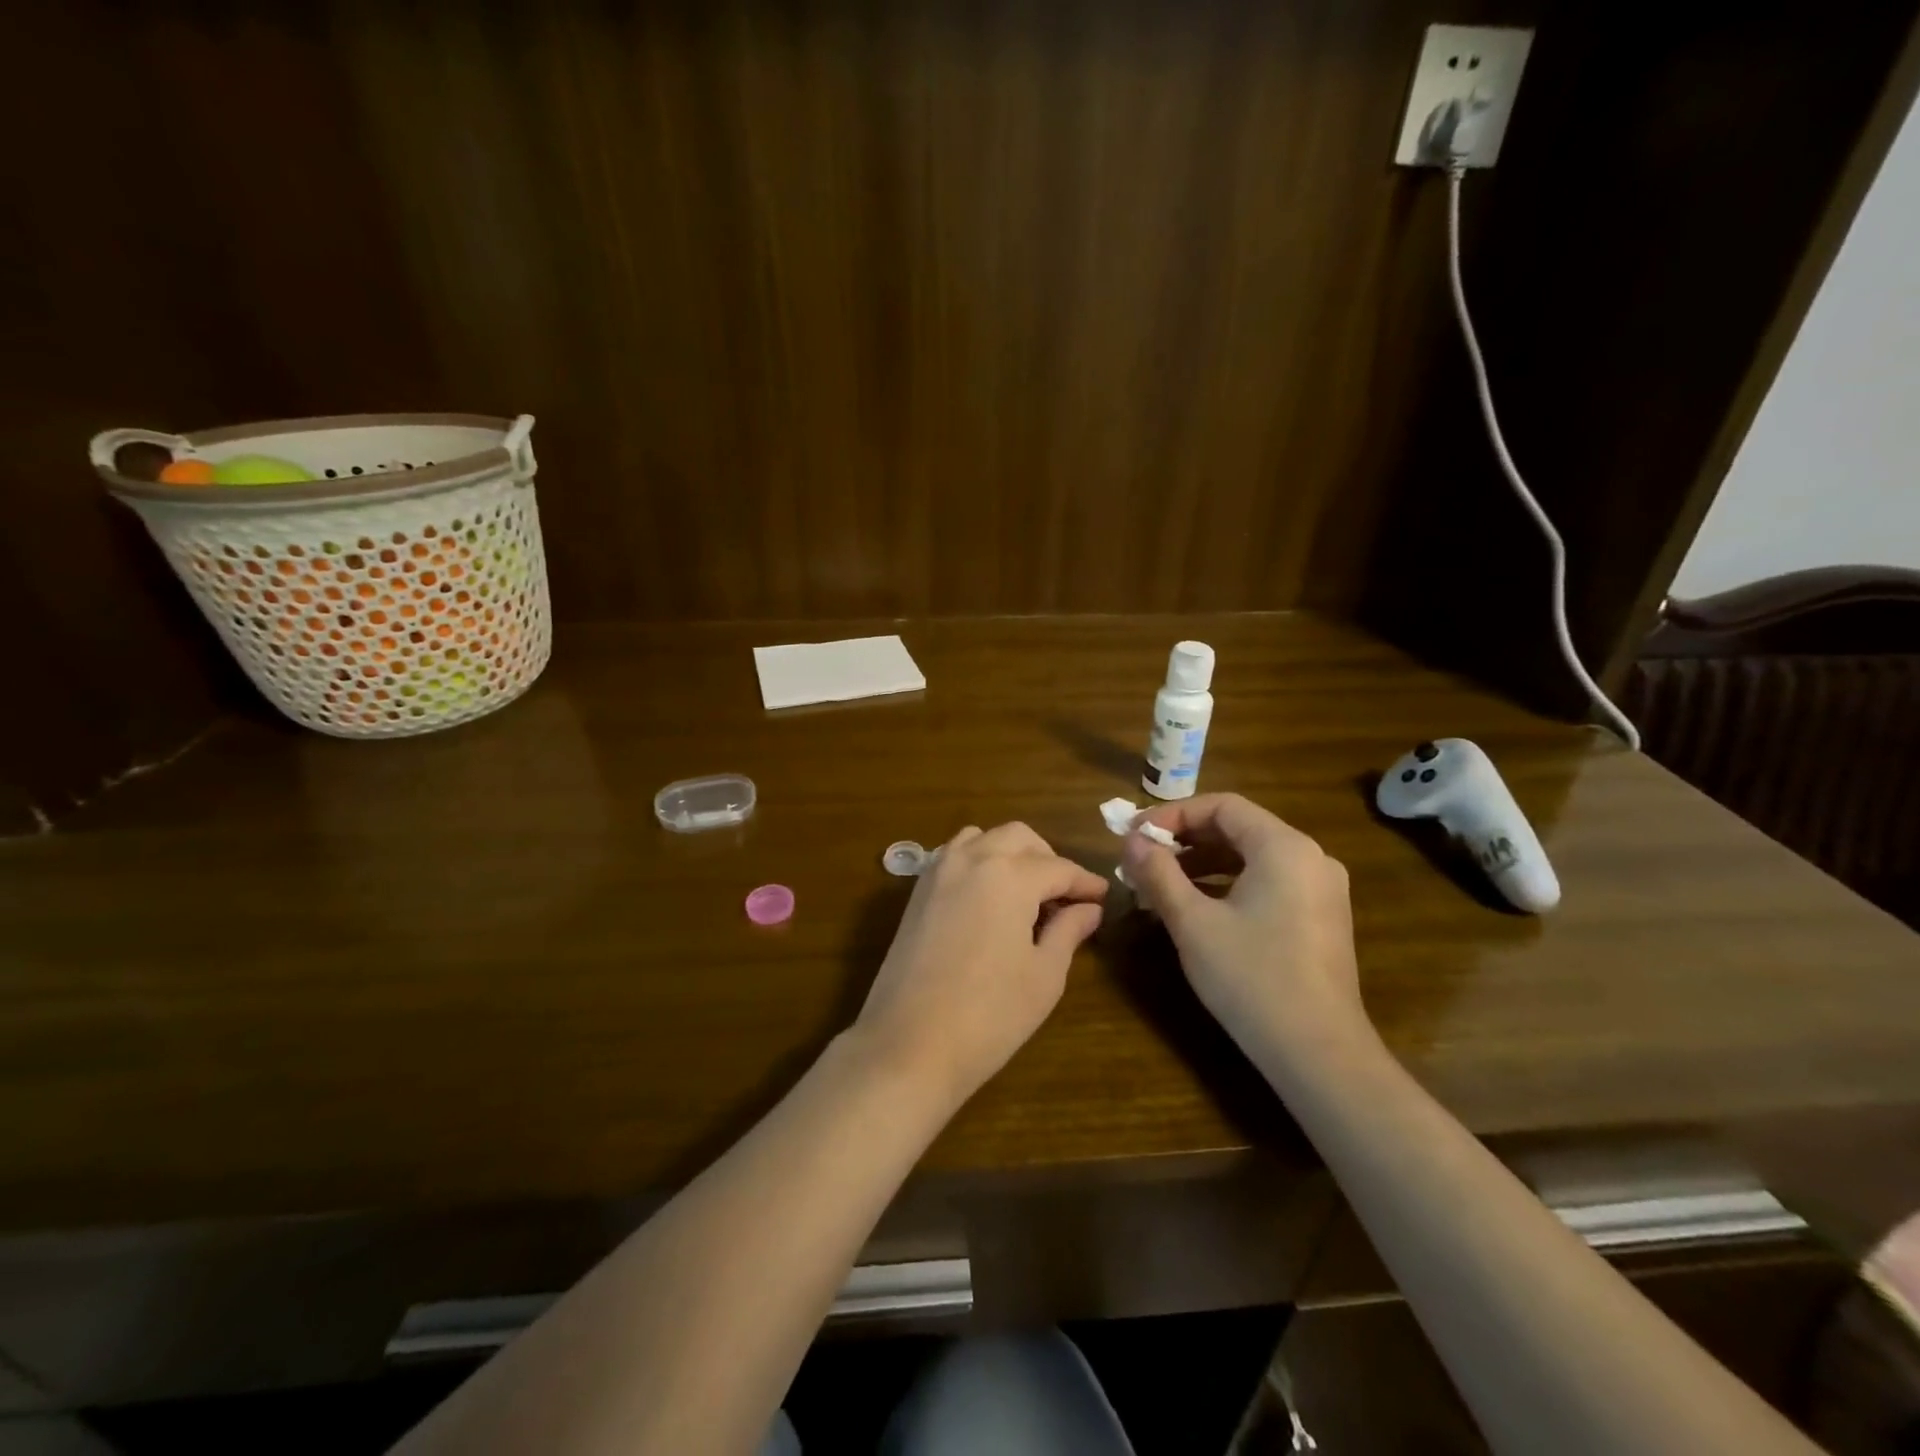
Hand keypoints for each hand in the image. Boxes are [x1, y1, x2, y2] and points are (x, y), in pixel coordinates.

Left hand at [855, 823, 1108, 1107]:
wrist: (908, 1044)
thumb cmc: (989, 1015)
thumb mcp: (1044, 976)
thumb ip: (1068, 931)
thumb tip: (1088, 909)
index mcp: (1009, 875)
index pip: (1058, 868)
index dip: (1085, 882)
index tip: (1103, 897)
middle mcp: (972, 859)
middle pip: (1019, 838)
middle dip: (1048, 858)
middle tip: (1066, 895)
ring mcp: (938, 872)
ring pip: (982, 838)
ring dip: (1010, 853)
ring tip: (1027, 893)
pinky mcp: (917, 892)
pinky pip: (954, 856)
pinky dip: (978, 861)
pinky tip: (990, 898)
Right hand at [1120, 794, 1370, 1063]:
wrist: (1318, 1053)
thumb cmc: (1251, 978)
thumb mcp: (1192, 922)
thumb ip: (1158, 873)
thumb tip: (1132, 841)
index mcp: (1284, 847)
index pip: (1222, 805)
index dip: (1172, 814)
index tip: (1135, 836)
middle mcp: (1311, 857)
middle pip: (1238, 828)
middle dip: (1185, 840)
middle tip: (1142, 859)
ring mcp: (1321, 889)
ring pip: (1252, 857)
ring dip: (1203, 863)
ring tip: (1161, 885)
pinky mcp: (1322, 918)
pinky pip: (1268, 882)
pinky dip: (1229, 884)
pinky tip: (1198, 908)